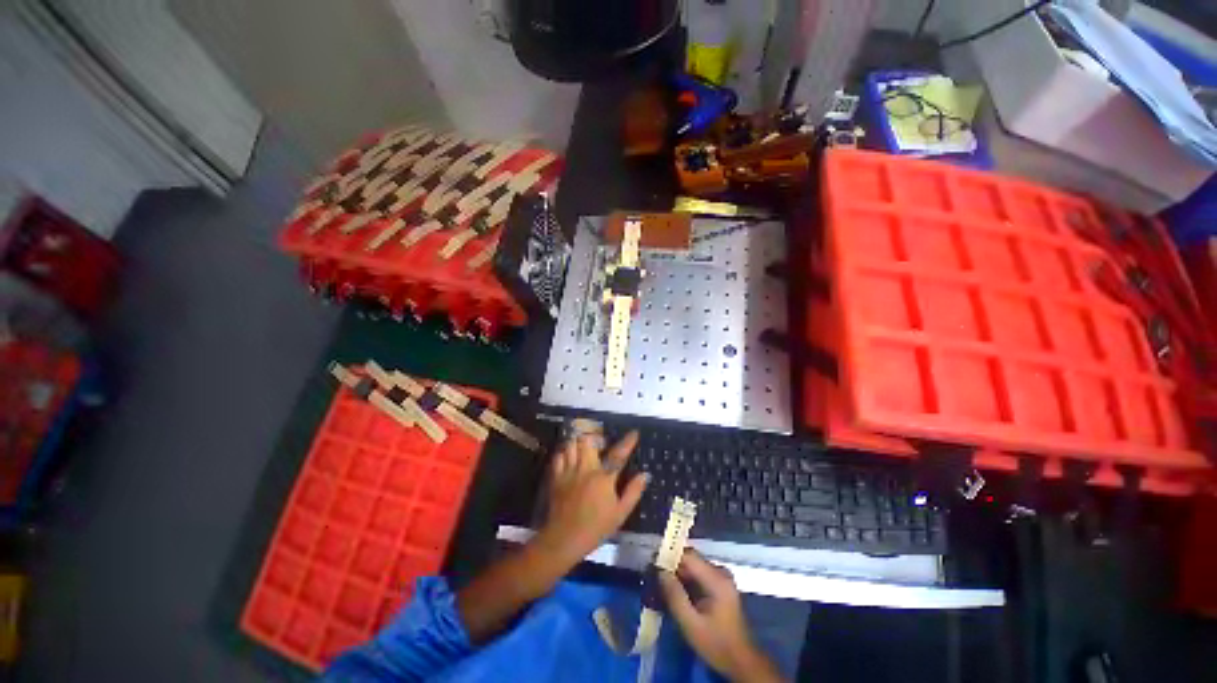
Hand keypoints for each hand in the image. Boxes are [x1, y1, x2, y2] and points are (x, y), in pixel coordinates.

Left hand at [534, 431, 648, 565]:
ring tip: (583, 446)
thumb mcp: (620, 514)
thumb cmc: (596, 528)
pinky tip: (568, 457)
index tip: (634, 433)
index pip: (618, 455)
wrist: (564, 539)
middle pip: (588, 441)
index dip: (627, 442)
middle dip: (595, 437)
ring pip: (572, 445)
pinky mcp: (556, 477)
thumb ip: (633, 492)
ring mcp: (569, 471)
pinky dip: (564, 452)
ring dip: (578, 443)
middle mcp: (586, 469)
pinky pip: (558, 456)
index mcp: (604, 478)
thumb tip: (645, 475)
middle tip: (599, 442)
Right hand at [659, 549, 783, 682]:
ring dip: (678, 575)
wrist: (742, 661)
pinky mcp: (720, 585)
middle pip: (691, 560)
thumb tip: (660, 571)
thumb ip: (675, 596)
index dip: (669, 556)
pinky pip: (699, 575)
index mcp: (716, 579)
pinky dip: (686, 582)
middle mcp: (720, 572)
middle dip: (672, 567)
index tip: (652, 564)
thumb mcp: (691, 624)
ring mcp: (722, 578)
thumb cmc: (716, 644)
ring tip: (662, 587)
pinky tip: (676, 594)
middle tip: (654, 578)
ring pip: (693, 567)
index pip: (688, 555)